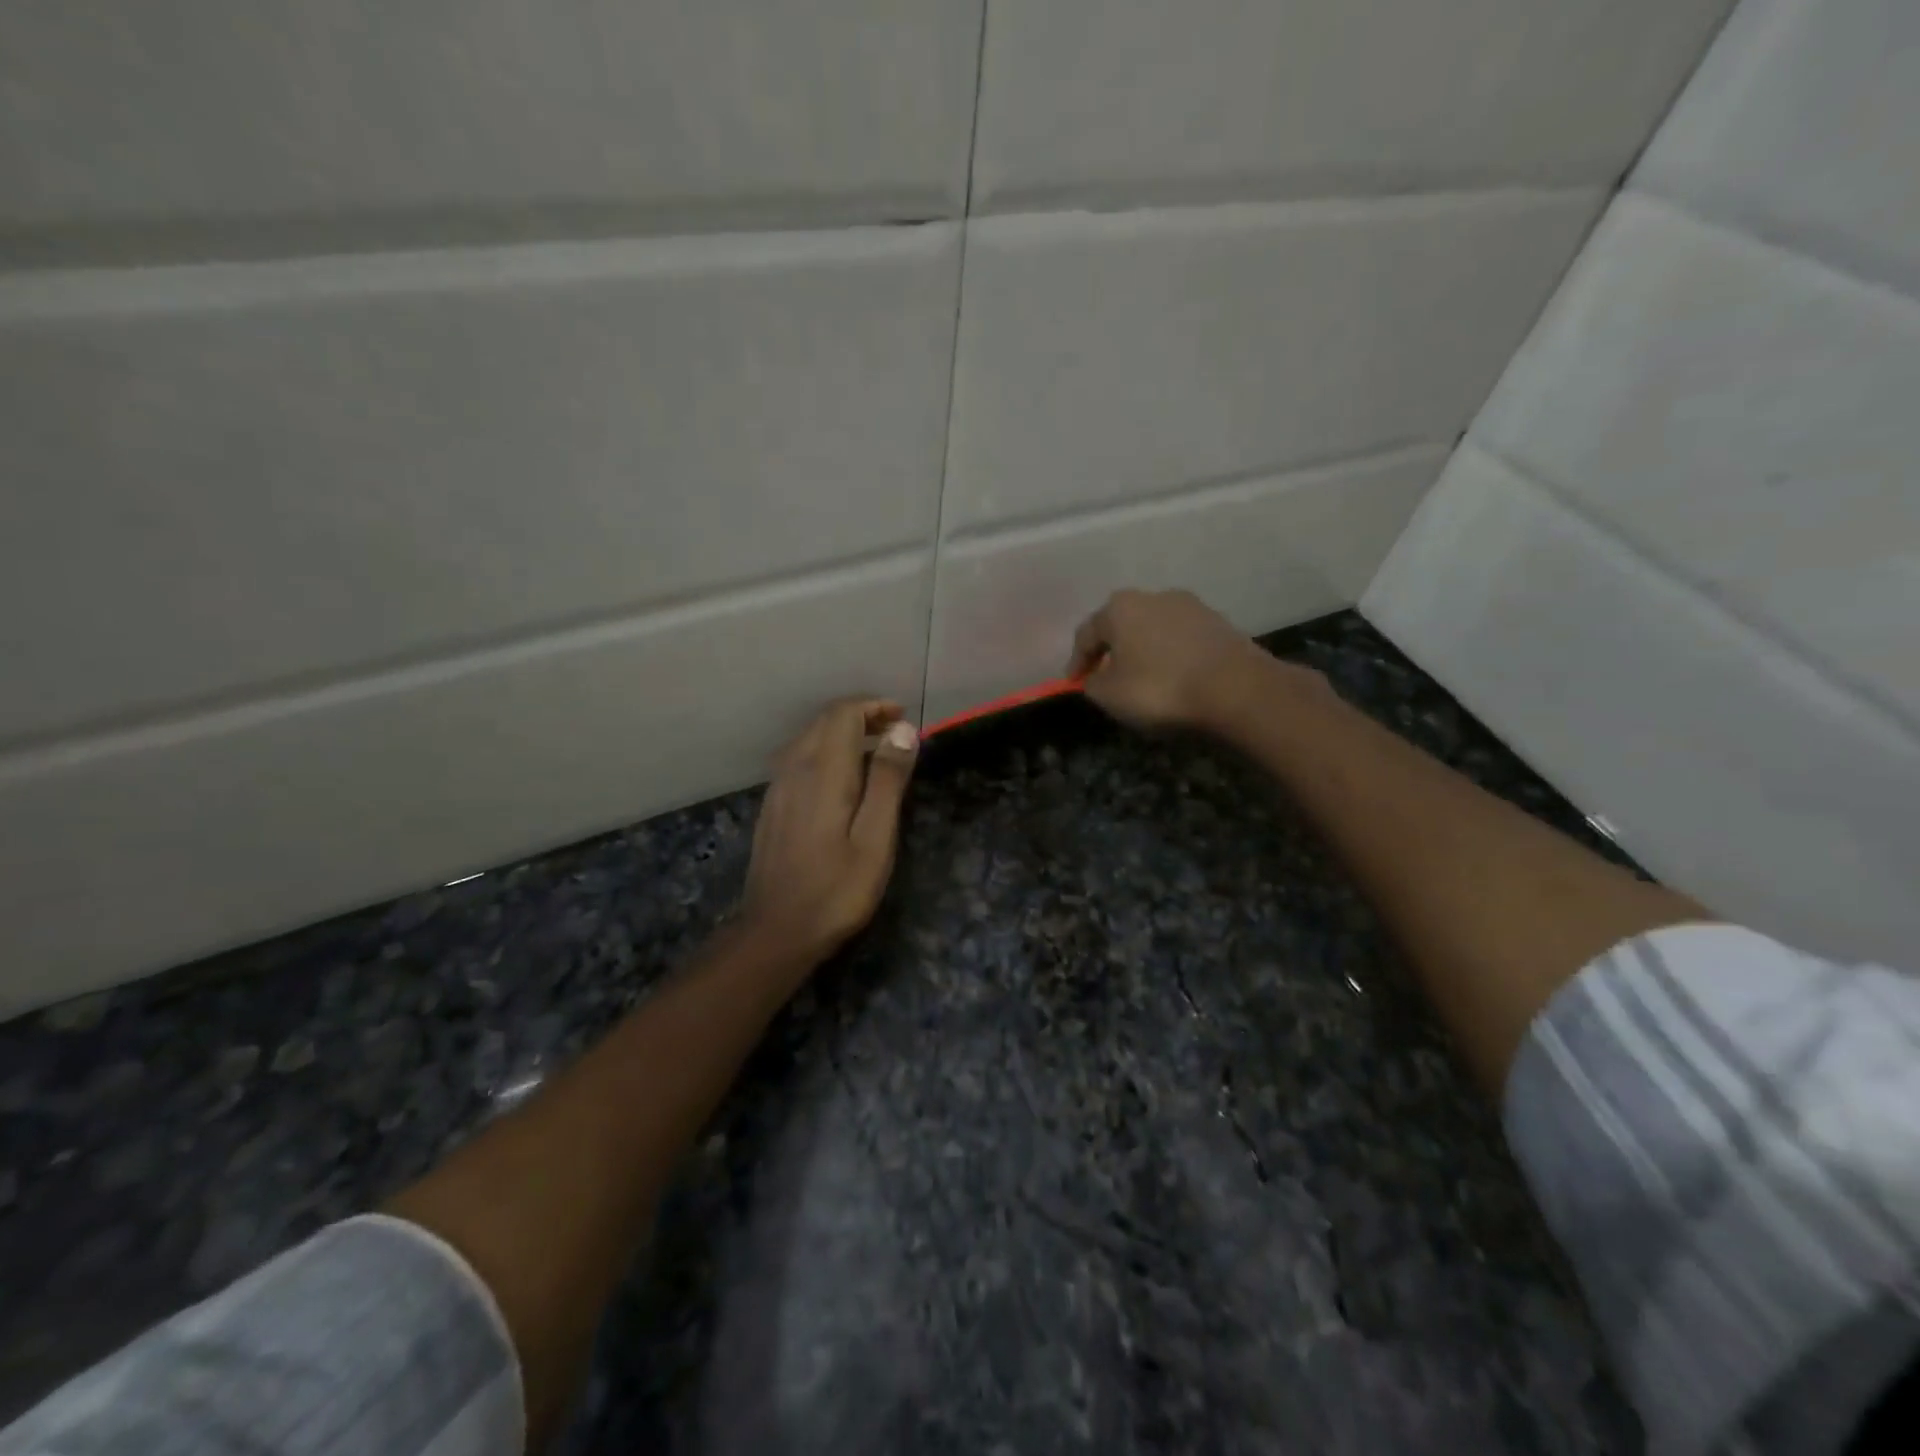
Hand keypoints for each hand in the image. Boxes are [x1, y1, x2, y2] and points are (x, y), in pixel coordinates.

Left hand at [739, 697, 919, 961]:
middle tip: (895, 731)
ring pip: (809, 738)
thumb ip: (888, 780)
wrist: (776, 930)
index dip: (873, 706)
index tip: (902, 718)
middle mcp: (795, 768)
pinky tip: (843, 778)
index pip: (843, 714)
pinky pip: (799, 758)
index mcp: (823, 771)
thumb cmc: (837, 889)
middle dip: (860, 715)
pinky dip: (825, 751)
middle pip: (824, 720)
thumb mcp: (875, 838)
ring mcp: (778, 787)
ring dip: (842, 732)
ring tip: (875, 750)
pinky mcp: (772, 805)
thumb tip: (903, 730)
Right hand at [1068, 588, 1304, 730]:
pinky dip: (1171, 656)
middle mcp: (1153, 596)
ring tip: (1142, 680)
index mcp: (1120, 608)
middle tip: (1106, 677)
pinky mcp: (1219, 623)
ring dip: (1144, 652)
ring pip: (1154, 630)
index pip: (1086, 634)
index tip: (1074, 684)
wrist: (1236, 689)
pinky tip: (1174, 678)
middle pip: (1122, 626)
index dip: (1076, 661)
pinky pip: (1182, 640)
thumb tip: (1096, 677)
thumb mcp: (1109, 695)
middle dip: (1112, 651)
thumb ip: (1092, 684)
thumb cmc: (1160, 688)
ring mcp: (1191, 606)